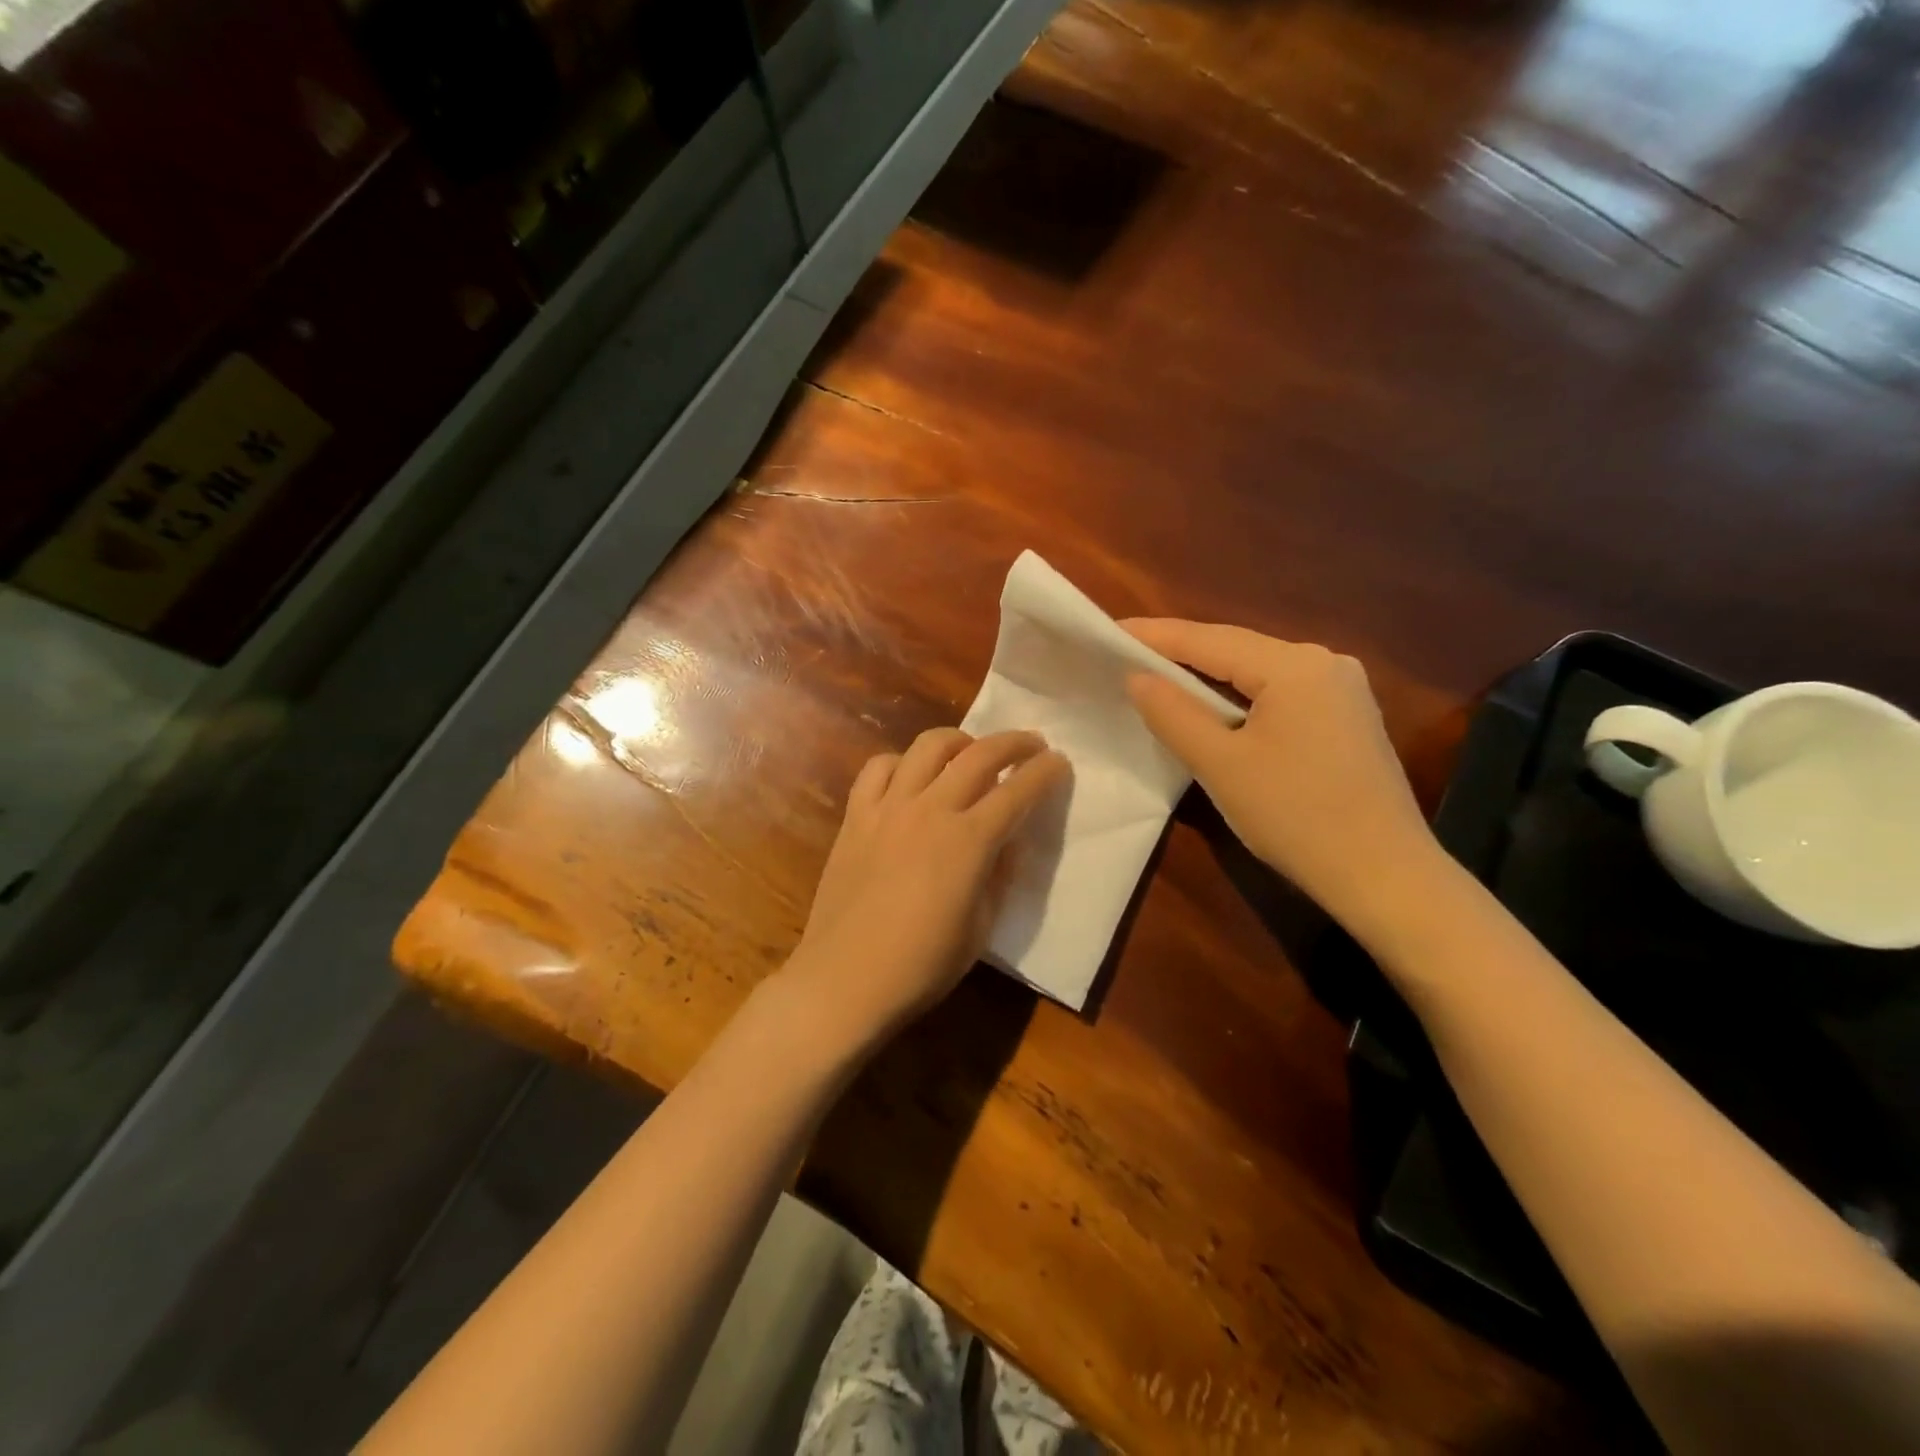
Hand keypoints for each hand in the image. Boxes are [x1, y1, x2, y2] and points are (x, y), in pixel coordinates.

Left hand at [785, 728, 1067, 1045]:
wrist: (846, 979)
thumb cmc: (922, 965)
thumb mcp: (982, 926)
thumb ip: (1000, 874)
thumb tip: (1008, 840)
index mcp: (969, 841)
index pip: (1018, 791)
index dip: (1045, 772)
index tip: (1059, 762)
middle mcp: (931, 810)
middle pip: (979, 754)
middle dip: (1013, 742)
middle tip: (1031, 744)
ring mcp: (888, 807)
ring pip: (928, 747)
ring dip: (960, 740)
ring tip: (971, 751)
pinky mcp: (856, 815)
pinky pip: (879, 768)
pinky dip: (902, 762)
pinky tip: (911, 777)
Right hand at [1122, 619, 1437, 931]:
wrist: (1385, 876)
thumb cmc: (1295, 817)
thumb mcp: (1220, 765)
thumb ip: (1173, 713)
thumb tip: (1137, 676)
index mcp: (1294, 666)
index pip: (1208, 639)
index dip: (1154, 635)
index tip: (1110, 630)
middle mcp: (1324, 663)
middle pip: (1236, 649)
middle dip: (1181, 653)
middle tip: (1127, 655)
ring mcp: (1343, 689)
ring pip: (1259, 671)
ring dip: (1210, 676)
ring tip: (1161, 679)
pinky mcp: (1348, 717)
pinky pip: (1281, 692)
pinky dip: (1241, 697)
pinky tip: (1217, 710)